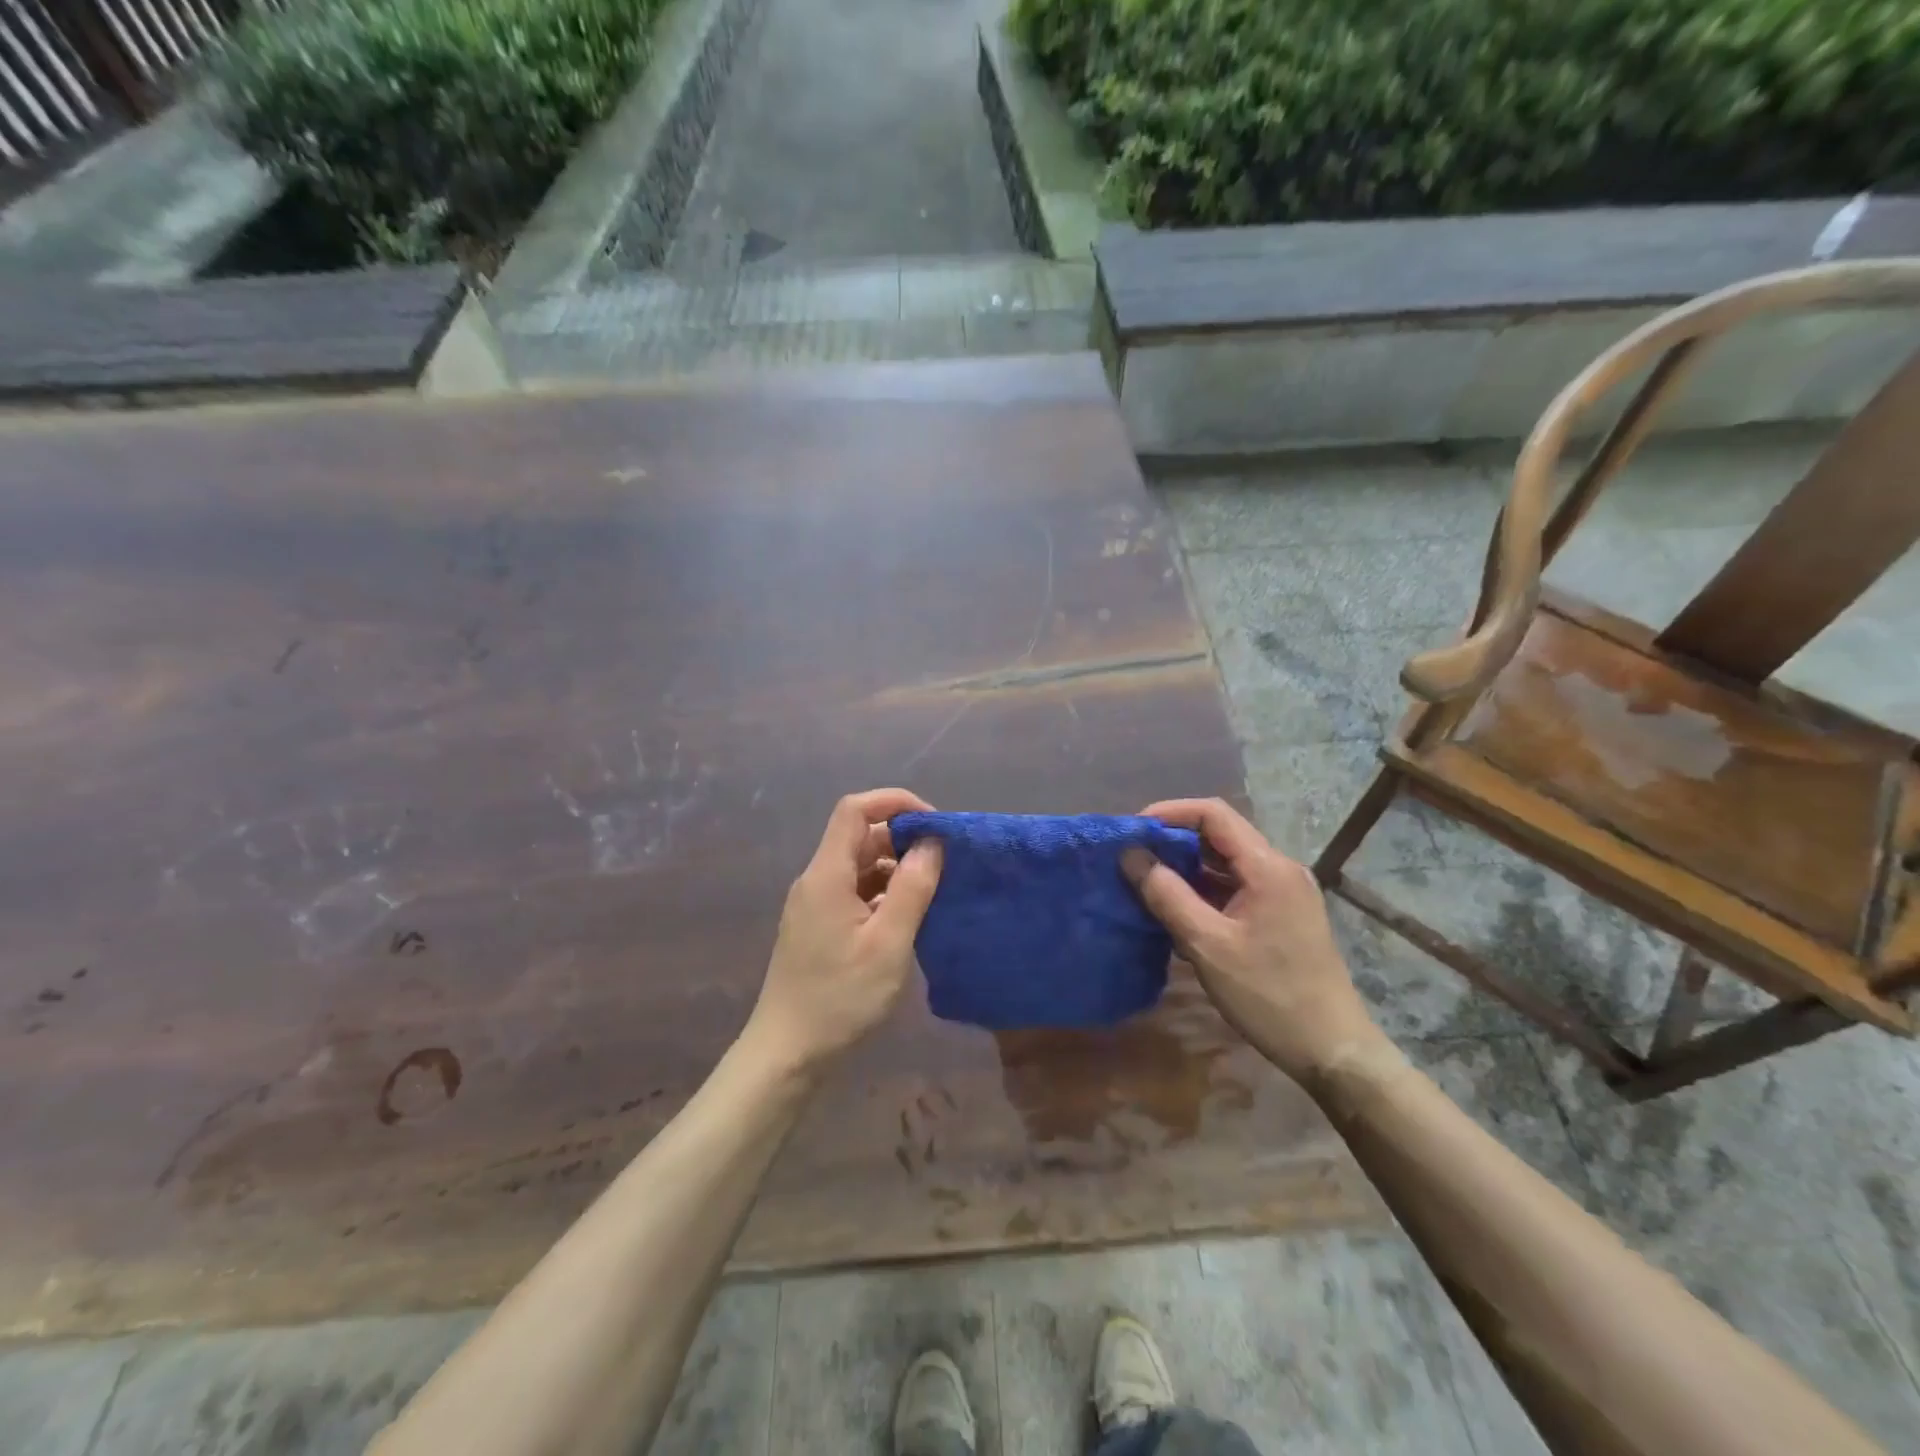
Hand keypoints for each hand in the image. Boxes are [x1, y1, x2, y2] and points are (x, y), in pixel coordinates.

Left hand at [744, 788, 943, 1077]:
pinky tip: (907, 917)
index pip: (855, 809)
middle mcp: (816, 880)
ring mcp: (815, 905)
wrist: (787, 1054)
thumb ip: (912, 888)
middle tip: (943, 863)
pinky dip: (883, 893)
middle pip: (859, 836)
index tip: (934, 824)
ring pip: (859, 865)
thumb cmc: (840, 999)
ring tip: (933, 891)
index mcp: (827, 874)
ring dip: (895, 868)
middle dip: (902, 838)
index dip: (894, 802)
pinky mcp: (818, 927)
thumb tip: (932, 842)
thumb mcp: (888, 944)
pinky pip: (854, 891)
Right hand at [1123, 798, 1383, 1081]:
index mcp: (1268, 867)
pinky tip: (1176, 912)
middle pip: (1219, 836)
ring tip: (1146, 883)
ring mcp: (1283, 893)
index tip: (1132, 832)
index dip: (1170, 813)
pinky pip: (1235, 887)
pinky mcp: (1281, 915)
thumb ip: (1167, 895)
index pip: (1213, 815)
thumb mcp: (1208, 945)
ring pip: (1225, 863)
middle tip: (1132, 858)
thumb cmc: (1269, 995)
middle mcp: (1279, 869)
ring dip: (1186, 868)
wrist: (1332, 1050)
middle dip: (1173, 842)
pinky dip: (1203, 891)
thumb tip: (1130, 855)